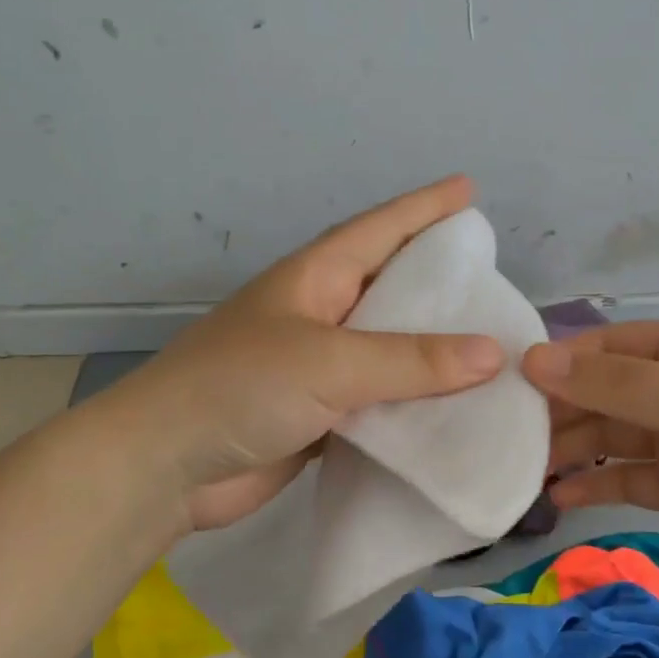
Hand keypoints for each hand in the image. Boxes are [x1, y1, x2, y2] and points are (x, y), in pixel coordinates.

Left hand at [119, 177, 504, 532]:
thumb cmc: (238, 388)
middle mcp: (319, 315)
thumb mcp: (328, 362)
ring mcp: (317, 368)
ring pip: (389, 349)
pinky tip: (454, 409)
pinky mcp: (319, 416)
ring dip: (433, 351)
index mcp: (315, 279)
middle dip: (439, 280)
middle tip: (494, 279)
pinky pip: (380, 401)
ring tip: (490, 347)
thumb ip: (410, 359)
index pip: (381, 229)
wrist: (164, 467)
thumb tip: (494, 353)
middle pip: (390, 287)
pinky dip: (414, 403)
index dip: (425, 208)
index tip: (469, 189)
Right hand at [522, 321, 658, 601]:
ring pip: (608, 438)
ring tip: (521, 469)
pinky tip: (560, 498)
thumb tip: (533, 360)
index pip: (606, 348)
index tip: (506, 387)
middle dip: (557, 412)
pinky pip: (625, 481)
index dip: (558, 364)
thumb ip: (619, 385)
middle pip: (601, 394)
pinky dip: (593, 487)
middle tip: (505, 436)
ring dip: (569, 450)